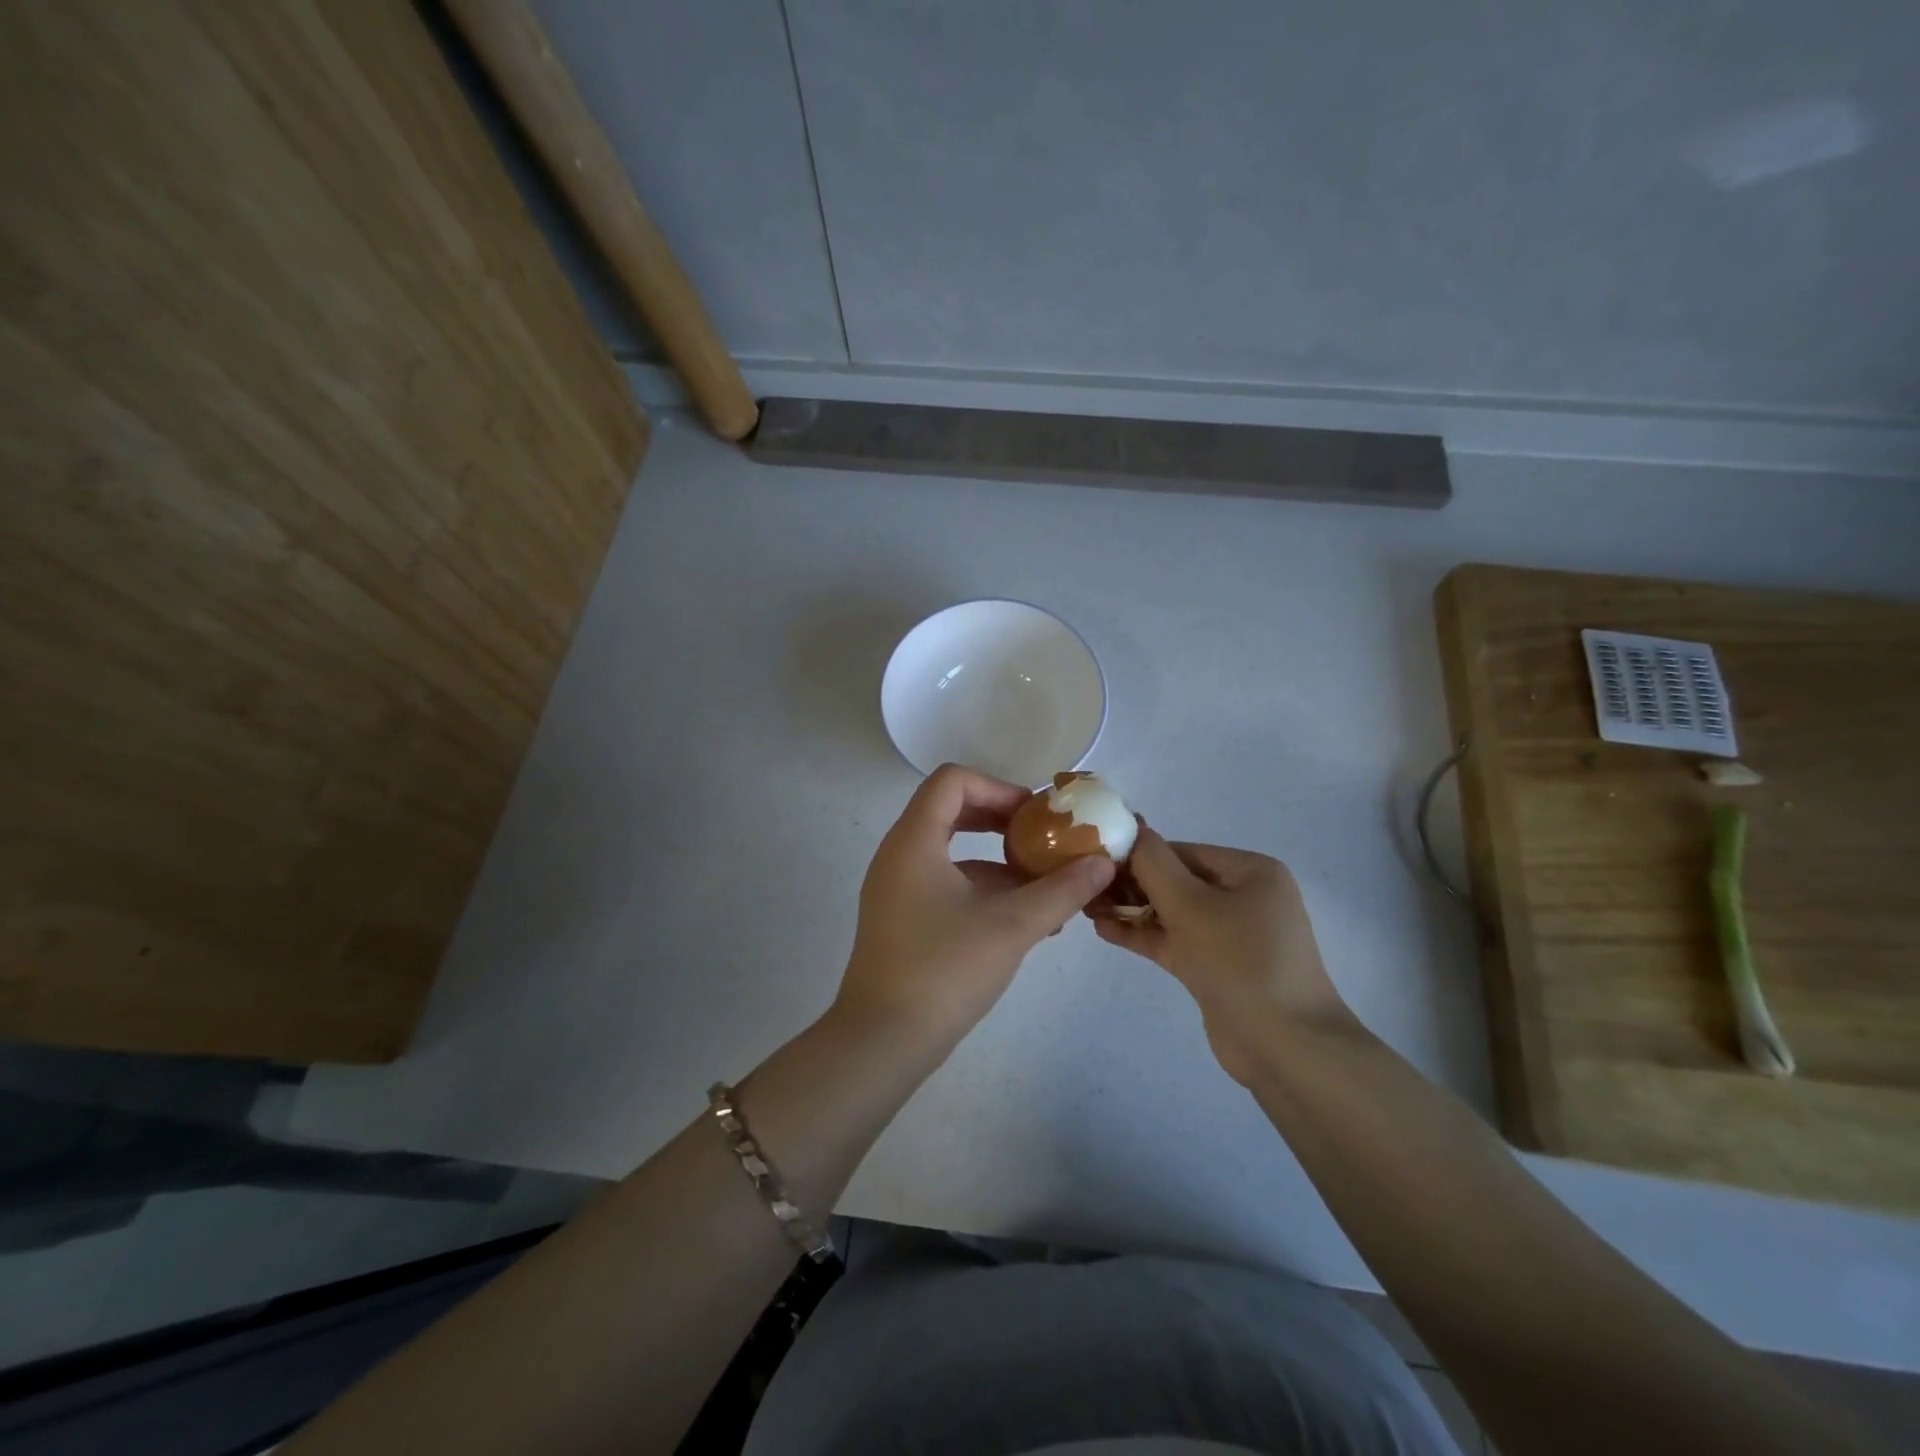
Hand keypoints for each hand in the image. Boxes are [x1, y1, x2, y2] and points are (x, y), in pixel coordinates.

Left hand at [836, 764, 1115, 1047]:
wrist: (883, 1040)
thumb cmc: (945, 970)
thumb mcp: (1012, 927)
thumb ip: (1061, 891)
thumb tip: (1103, 865)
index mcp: (915, 841)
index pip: (952, 781)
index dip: (998, 788)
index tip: (1035, 816)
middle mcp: (899, 854)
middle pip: (951, 810)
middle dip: (1001, 821)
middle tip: (1043, 839)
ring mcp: (896, 888)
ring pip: (952, 852)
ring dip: (998, 860)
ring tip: (1046, 885)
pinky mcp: (902, 918)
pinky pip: (945, 883)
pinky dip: (983, 888)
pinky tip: (1023, 919)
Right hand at [1094, 825, 1353, 1082]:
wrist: (1285, 1048)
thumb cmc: (1239, 961)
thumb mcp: (1190, 904)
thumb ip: (1153, 864)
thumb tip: (1131, 828)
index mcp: (1250, 871)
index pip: (1181, 851)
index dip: (1137, 855)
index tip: (1094, 862)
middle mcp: (1244, 896)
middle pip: (1175, 880)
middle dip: (1131, 884)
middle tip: (1085, 888)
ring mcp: (1231, 934)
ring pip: (1172, 912)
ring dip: (1132, 910)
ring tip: (1087, 908)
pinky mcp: (1217, 967)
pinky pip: (1175, 940)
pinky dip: (1144, 935)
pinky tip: (1104, 931)